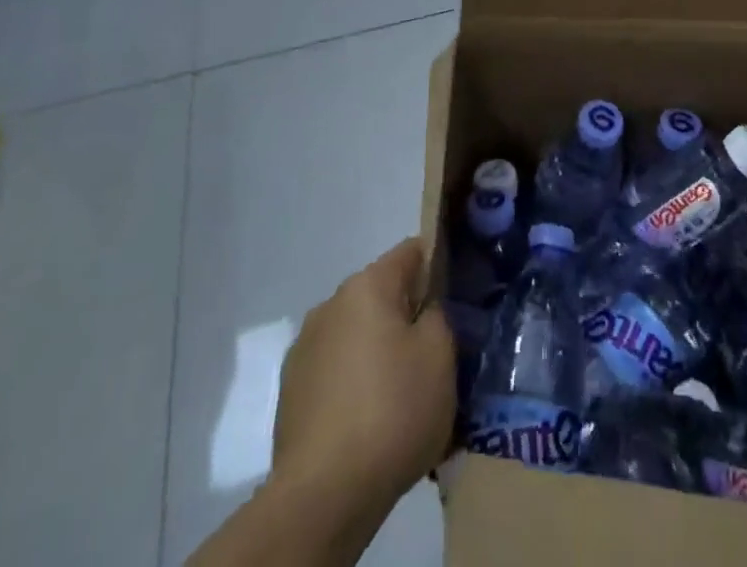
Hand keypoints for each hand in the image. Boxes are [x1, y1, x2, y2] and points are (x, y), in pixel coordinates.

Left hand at [189, 240, 455, 566]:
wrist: (322, 495)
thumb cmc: (393, 411)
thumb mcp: (440, 355)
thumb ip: (439, 314)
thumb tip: (427, 305)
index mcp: (368, 285)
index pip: (412, 251)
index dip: (438, 266)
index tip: (455, 298)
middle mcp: (331, 303)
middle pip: (382, 293)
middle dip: (408, 314)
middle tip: (435, 352)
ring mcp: (305, 347)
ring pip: (358, 332)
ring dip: (380, 349)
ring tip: (403, 391)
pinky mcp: (291, 390)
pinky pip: (337, 368)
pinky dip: (356, 380)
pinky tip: (371, 418)